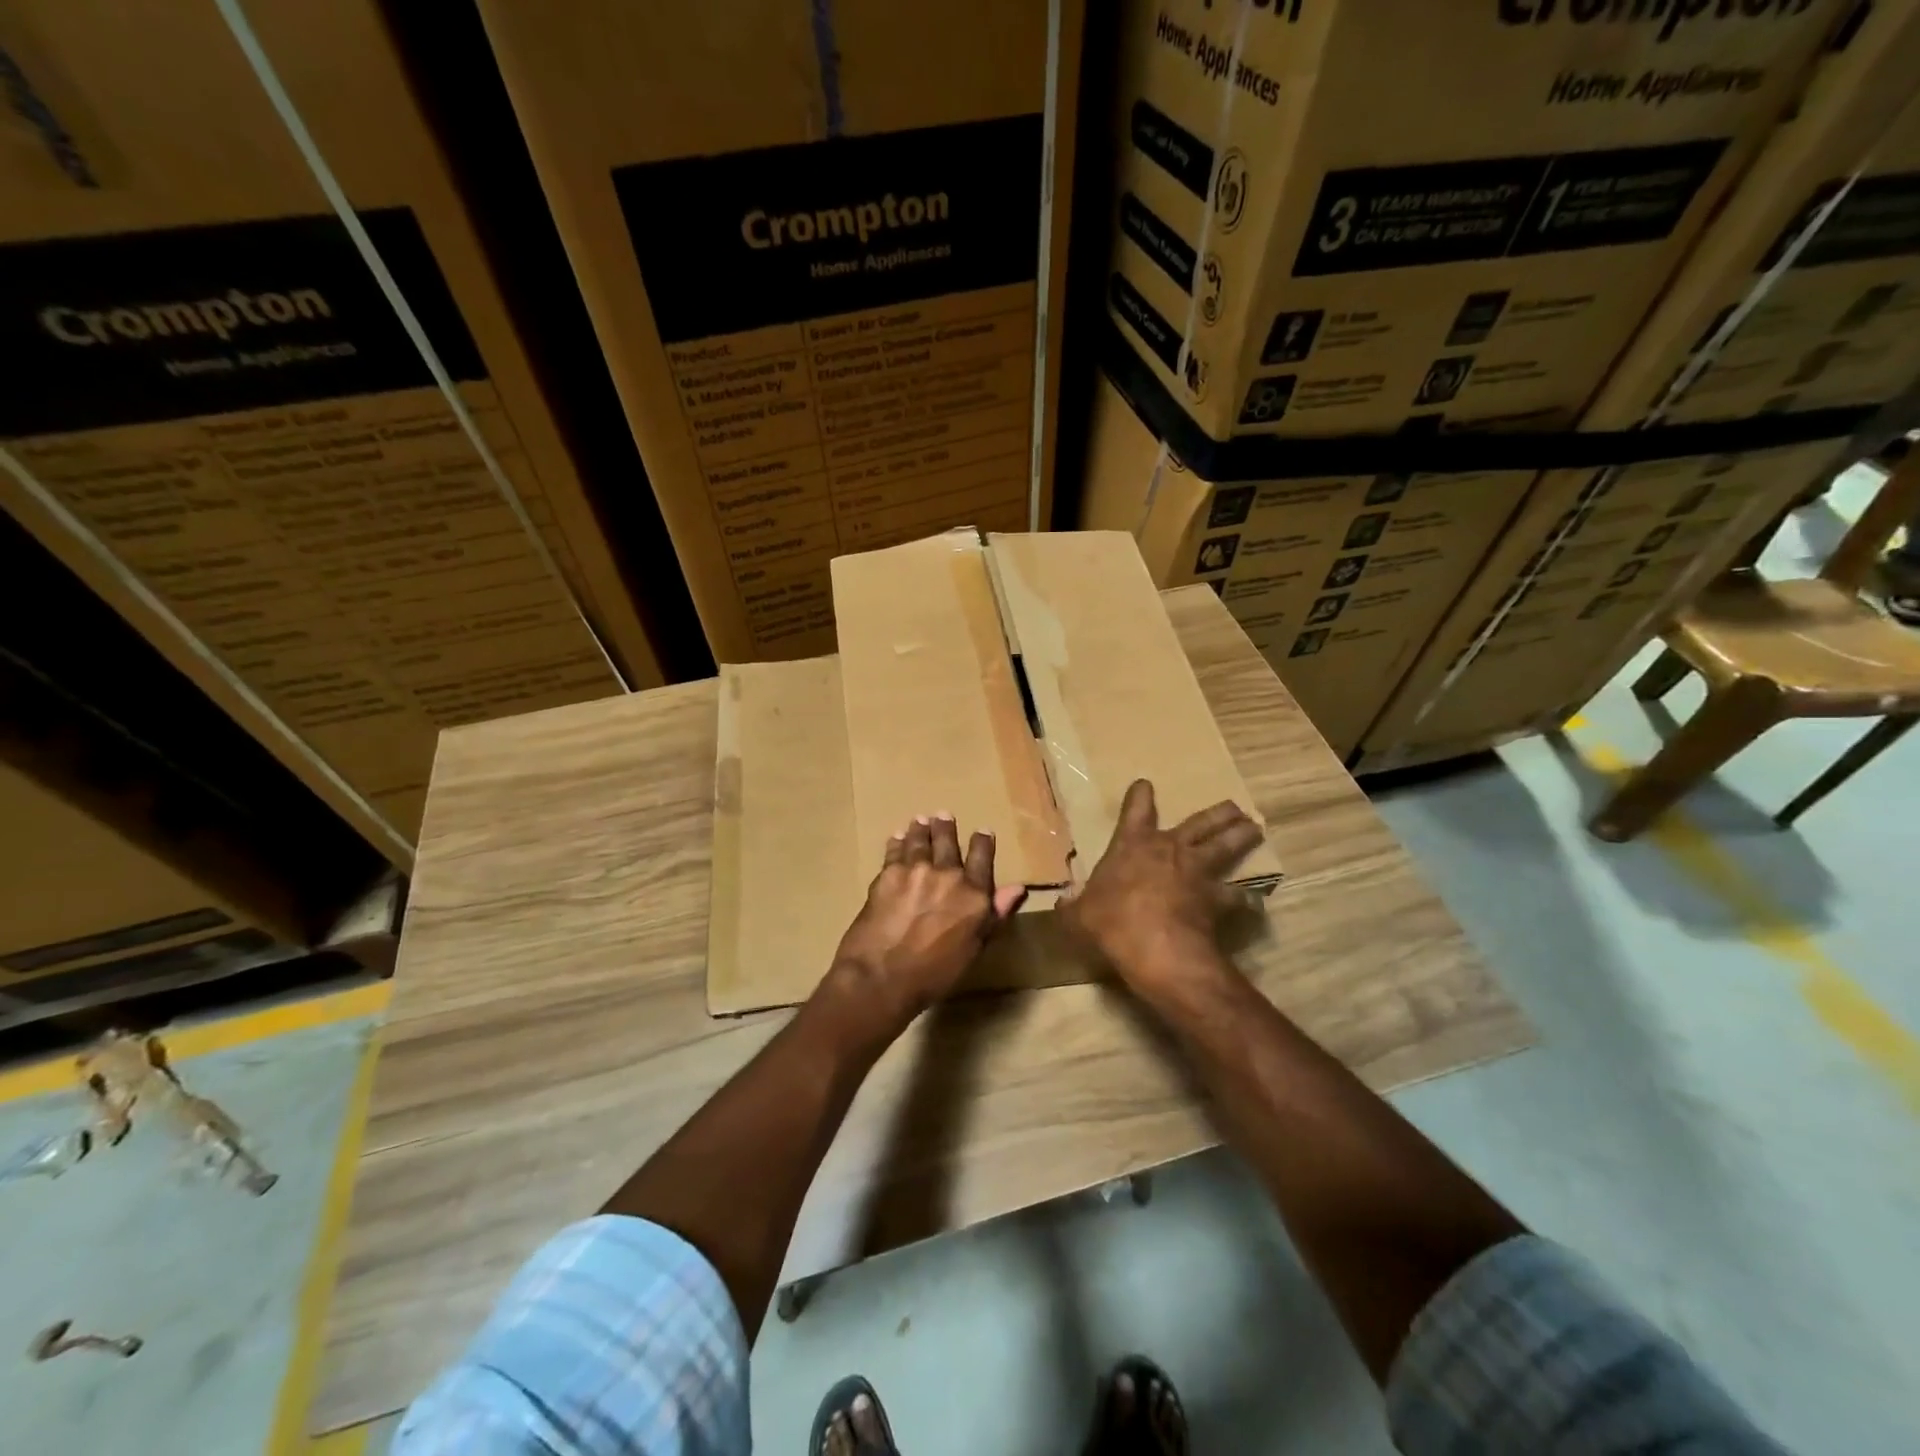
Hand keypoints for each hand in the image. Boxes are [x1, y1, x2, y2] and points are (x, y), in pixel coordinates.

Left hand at [827, 813, 1027, 1029]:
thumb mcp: (974, 949)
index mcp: (974, 895)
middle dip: (946, 827)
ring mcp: (916, 870)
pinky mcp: (888, 874)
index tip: (983, 831)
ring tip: (920, 820)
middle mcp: (948, 875)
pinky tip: (897, 837)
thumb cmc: (935, 974)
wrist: (883, 977)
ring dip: (921, 829)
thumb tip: (1018, 888)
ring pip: (920, 840)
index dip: (983, 842)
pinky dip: (897, 842)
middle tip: (943, 815)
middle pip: (948, 842)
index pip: (982, 858)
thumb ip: (995, 914)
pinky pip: (895, 851)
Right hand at [1062, 779, 1265, 998]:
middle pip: (1200, 822)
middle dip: (1216, 813)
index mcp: (1132, 845)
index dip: (1140, 796)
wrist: (1156, 949)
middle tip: (1234, 807)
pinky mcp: (1218, 900)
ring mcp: (1198, 872)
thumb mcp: (1078, 915)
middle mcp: (1170, 849)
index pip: (1136, 810)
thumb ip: (1073, 905)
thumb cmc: (1111, 923)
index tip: (1145, 784)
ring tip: (1254, 829)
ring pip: (1226, 847)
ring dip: (1241, 837)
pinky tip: (1254, 903)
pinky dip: (1247, 900)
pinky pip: (1238, 897)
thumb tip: (1063, 900)